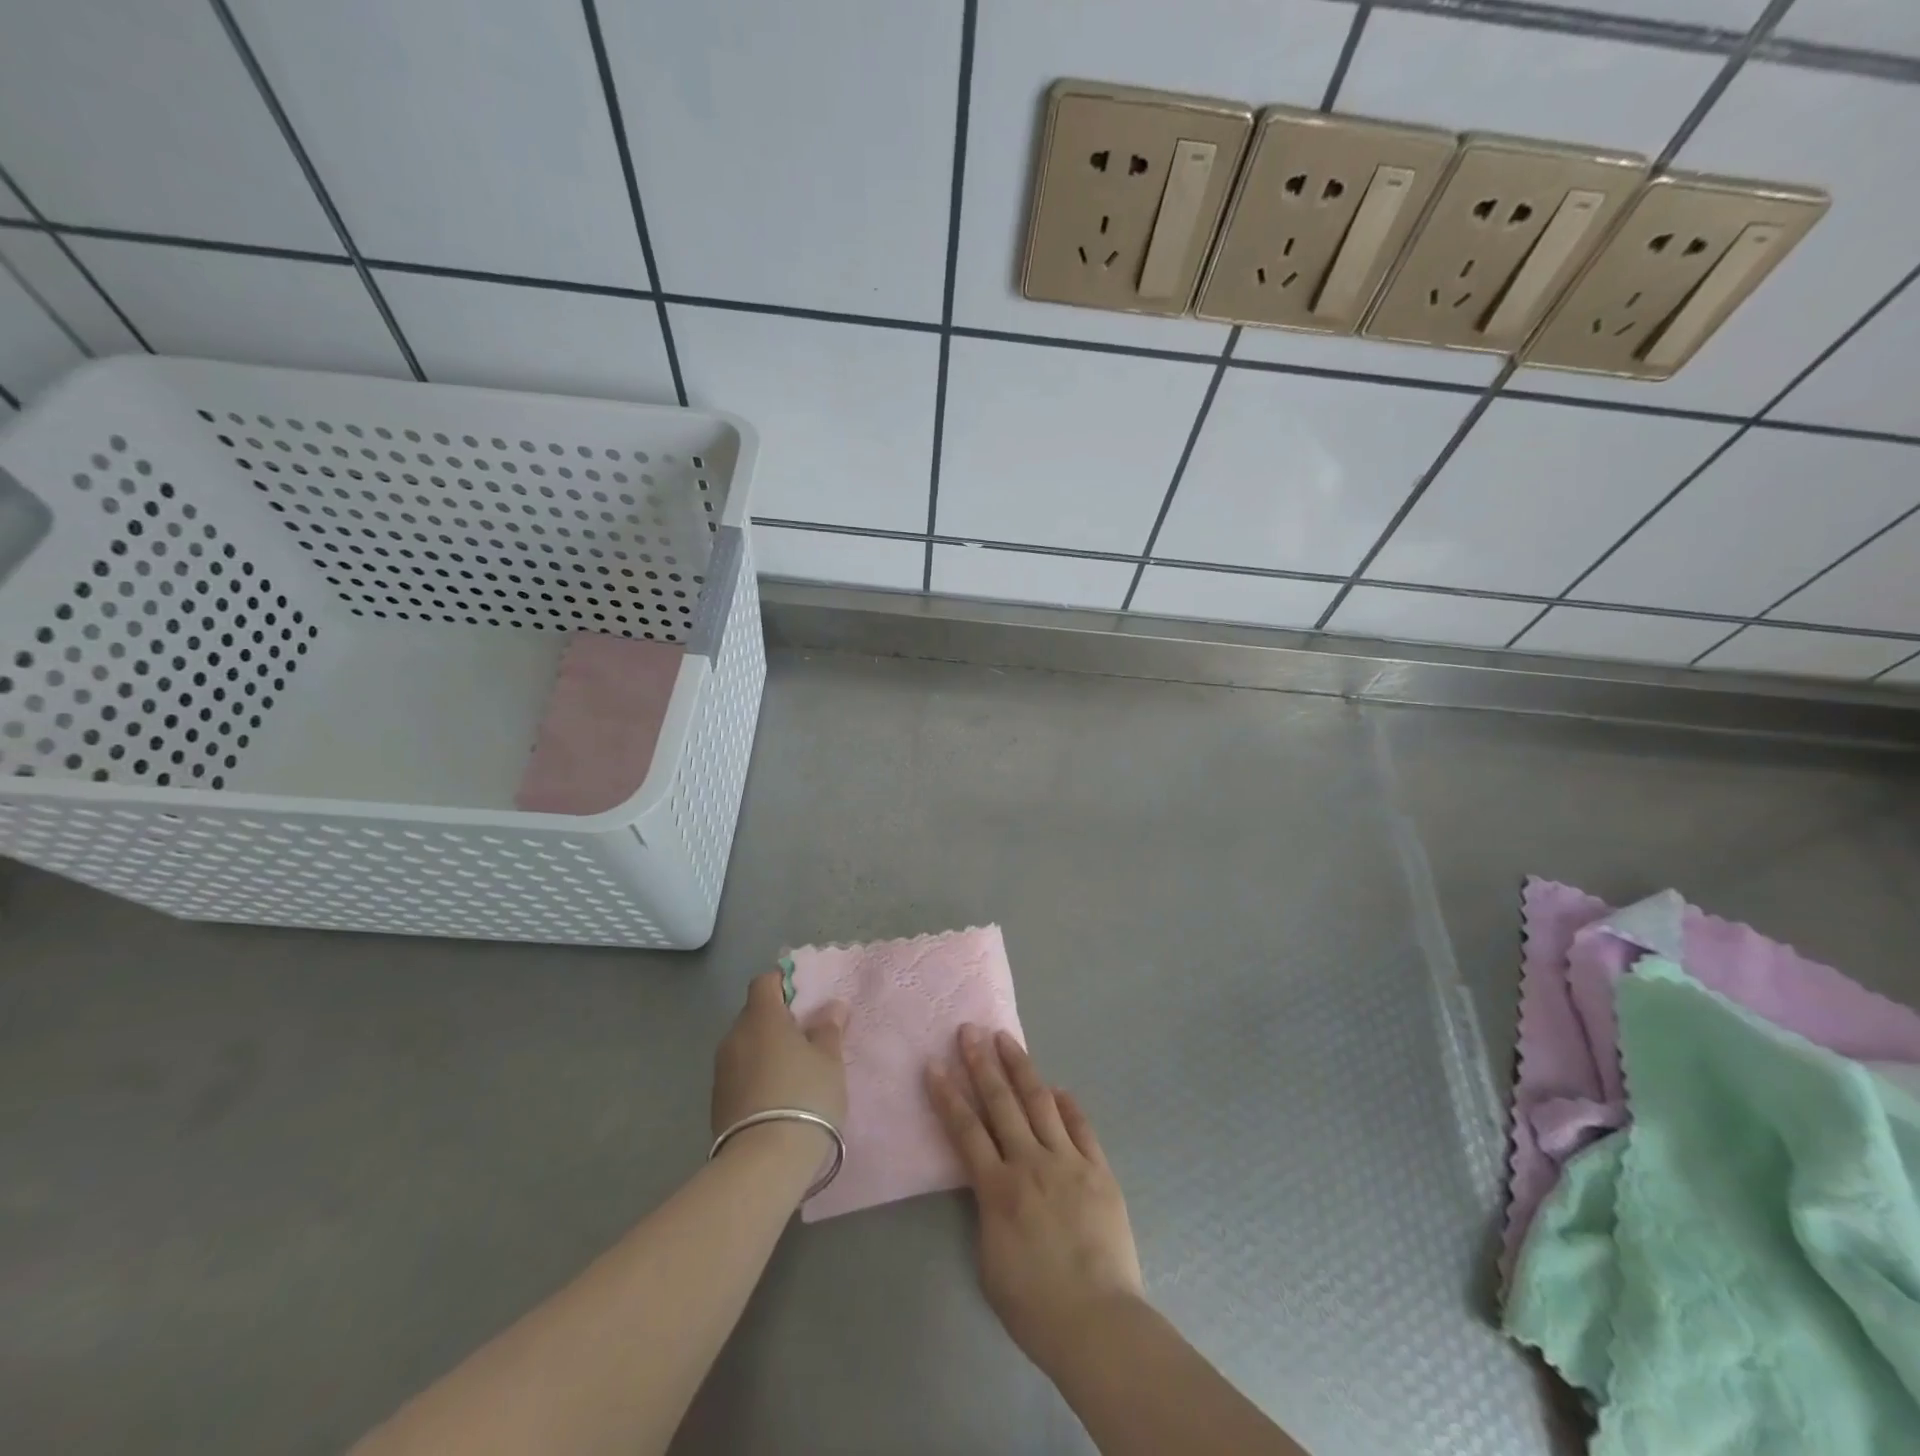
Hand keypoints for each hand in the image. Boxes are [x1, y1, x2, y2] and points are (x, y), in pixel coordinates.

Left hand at [712, 972, 848, 1151]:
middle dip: (778, 1020)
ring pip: (747, 1046)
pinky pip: (740, 1074)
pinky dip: (757, 1076)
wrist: (763, 1164)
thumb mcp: (829, 1061)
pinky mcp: (717, 1102)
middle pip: (755, 1014)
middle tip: (807, 1037)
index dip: (784, 983)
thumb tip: (831, 1007)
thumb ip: (828, 1029)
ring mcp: (721, 1071)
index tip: (806, 999)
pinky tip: (778, 1097)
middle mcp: (735, 1037)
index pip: (765, 982)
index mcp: (761, 1017)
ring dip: (767, 1050)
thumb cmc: (805, 1097)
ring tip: (795, 1071)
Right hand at [927, 1024, 1145, 1375]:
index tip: (934, 1065)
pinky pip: (1080, 1127)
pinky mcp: (1098, 1170)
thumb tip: (992, 1180)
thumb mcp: (991, 1260)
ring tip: (1006, 1039)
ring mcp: (1068, 1162)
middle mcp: (1031, 1163)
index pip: (965, 1129)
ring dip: (1021, 1067)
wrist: (1098, 1324)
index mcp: (998, 1189)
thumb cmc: (1035, 1306)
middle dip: (982, 1063)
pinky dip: (1067, 1104)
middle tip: (969, 1030)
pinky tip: (1057, 1088)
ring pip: (1040, 1102)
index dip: (947, 1095)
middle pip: (1002, 1103)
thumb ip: (988, 1211)